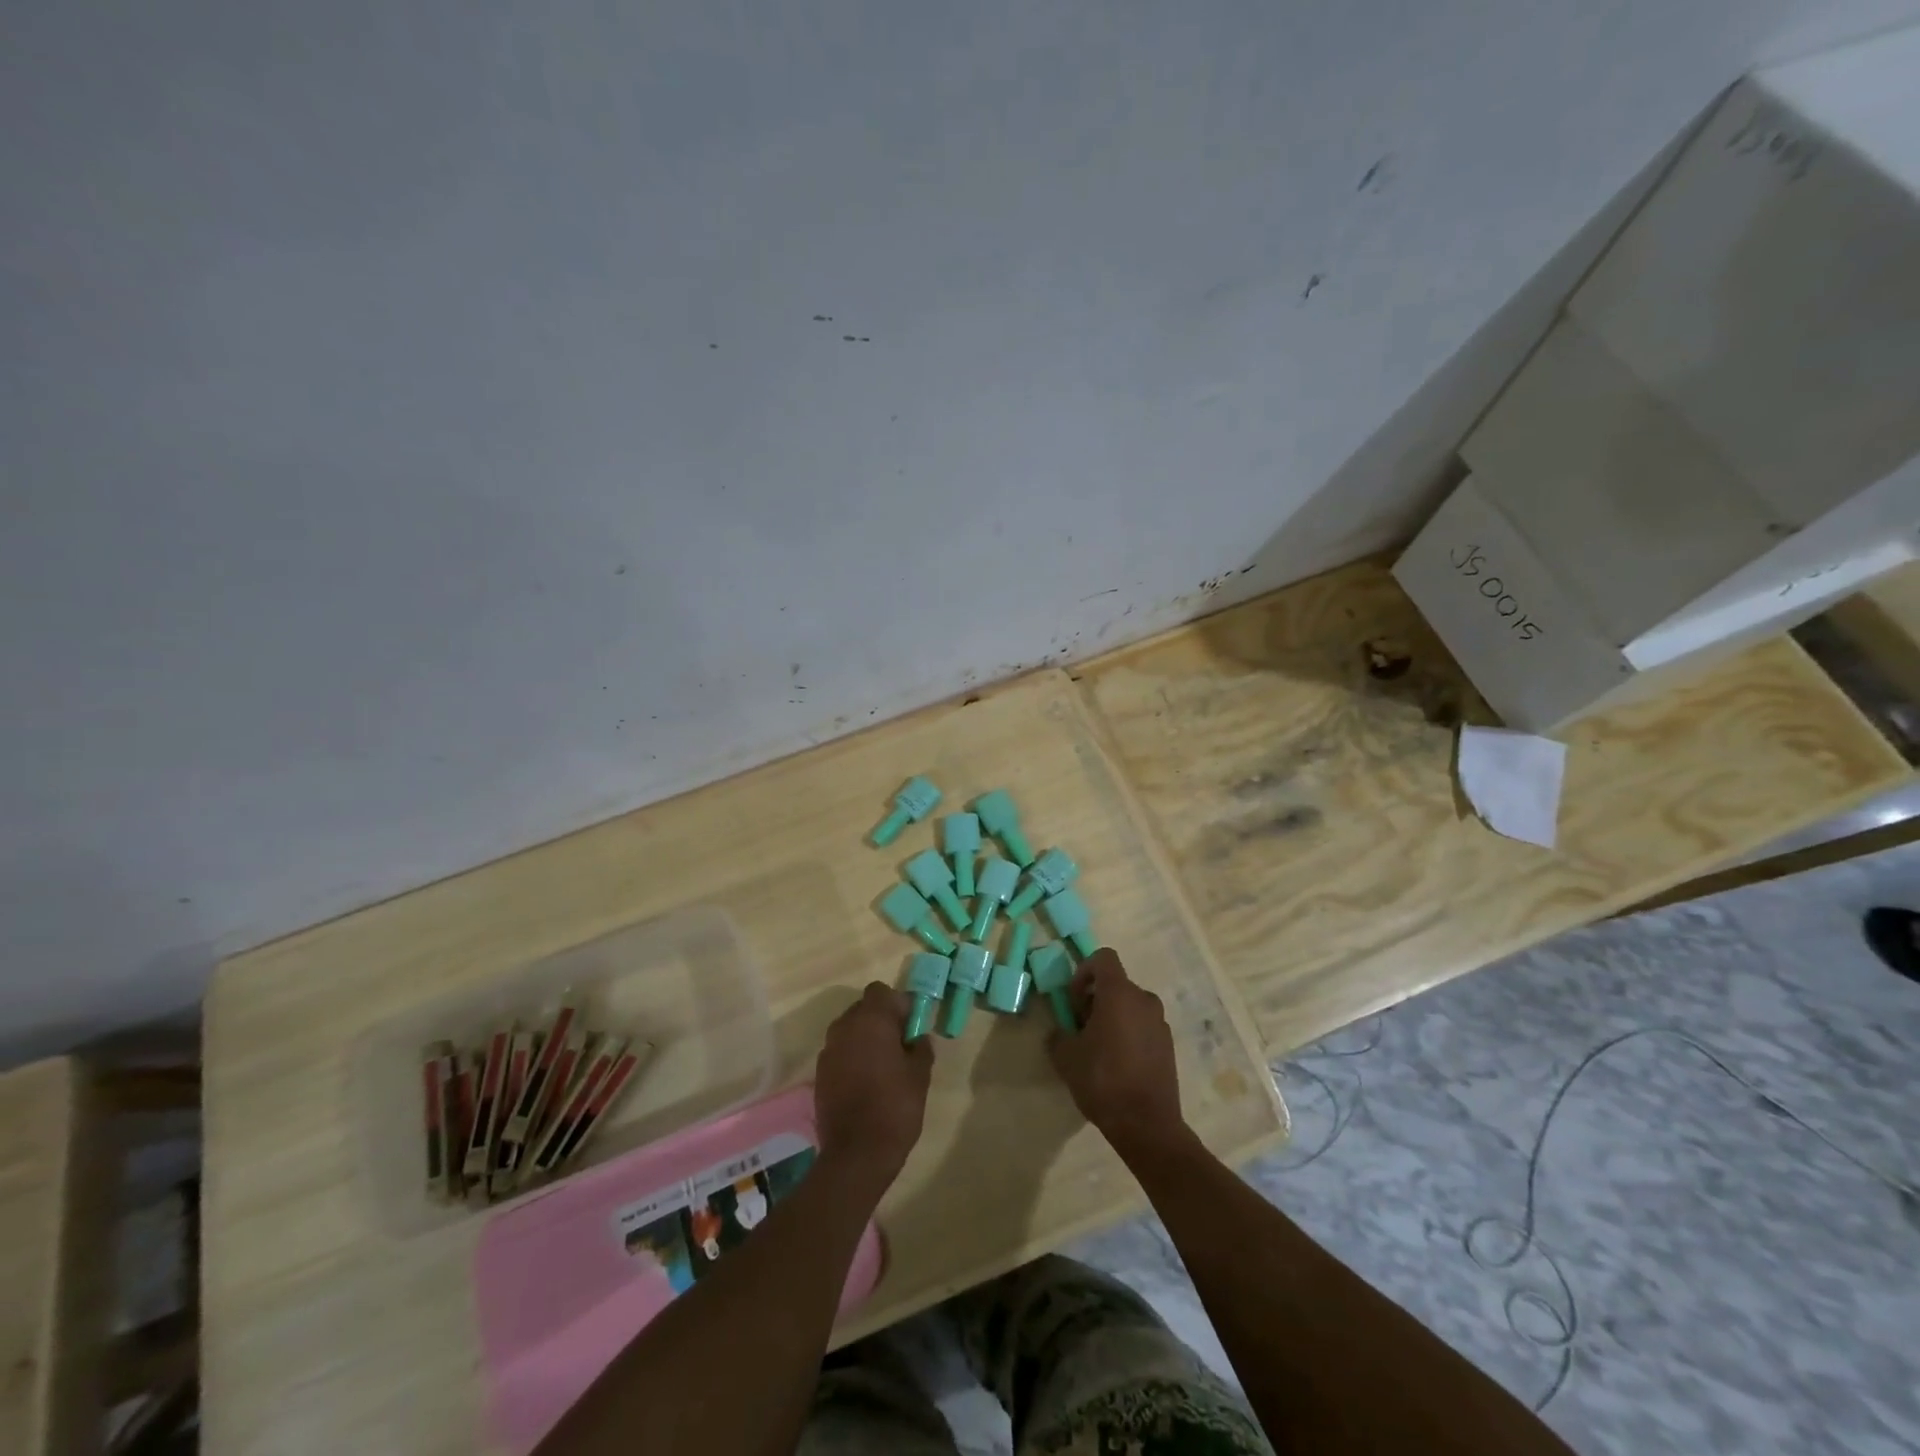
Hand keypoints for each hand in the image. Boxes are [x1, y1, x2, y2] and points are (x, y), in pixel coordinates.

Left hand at [813, 983, 933, 1189]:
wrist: (856, 1154)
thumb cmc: (895, 1107)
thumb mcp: (920, 1075)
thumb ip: (920, 1047)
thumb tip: (917, 1037)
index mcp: (871, 1020)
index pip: (881, 991)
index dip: (897, 1004)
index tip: (910, 1025)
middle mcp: (844, 1027)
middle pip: (864, 1008)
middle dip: (881, 1020)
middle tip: (899, 1045)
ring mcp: (828, 1050)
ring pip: (850, 1030)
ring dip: (865, 1039)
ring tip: (882, 1066)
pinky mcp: (820, 1073)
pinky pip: (840, 1052)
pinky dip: (852, 1058)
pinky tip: (865, 1083)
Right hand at [1048, 949, 1187, 1157]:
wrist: (1147, 1125)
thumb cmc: (1103, 1081)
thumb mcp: (1066, 1057)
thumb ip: (1059, 1034)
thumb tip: (1062, 1031)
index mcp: (1119, 993)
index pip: (1103, 958)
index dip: (1084, 972)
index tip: (1074, 1000)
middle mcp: (1144, 999)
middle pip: (1116, 984)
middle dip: (1095, 999)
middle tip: (1081, 1028)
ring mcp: (1160, 1022)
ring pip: (1130, 1006)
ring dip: (1112, 1017)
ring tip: (1098, 1049)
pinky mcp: (1169, 1044)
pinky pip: (1142, 1025)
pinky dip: (1128, 1033)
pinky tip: (1118, 1064)